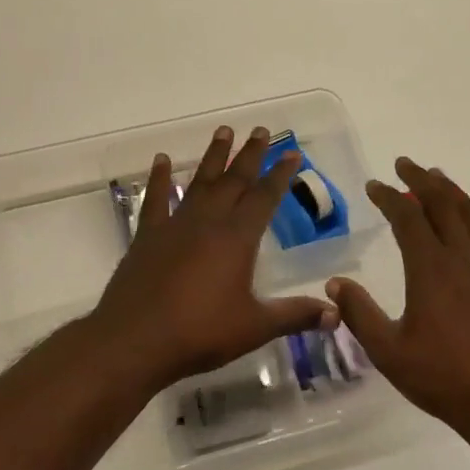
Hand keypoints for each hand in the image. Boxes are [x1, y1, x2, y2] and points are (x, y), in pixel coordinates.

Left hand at [88, 125, 335, 386]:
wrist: (134, 340)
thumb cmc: (200, 332)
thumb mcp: (255, 327)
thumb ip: (295, 316)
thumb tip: (336, 314)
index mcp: (237, 239)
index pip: (265, 197)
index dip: (280, 174)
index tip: (292, 152)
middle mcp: (208, 222)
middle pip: (234, 180)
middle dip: (251, 154)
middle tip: (261, 130)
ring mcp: (174, 226)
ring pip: (199, 182)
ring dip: (213, 157)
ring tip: (224, 131)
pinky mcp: (147, 237)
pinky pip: (155, 200)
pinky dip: (158, 179)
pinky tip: (160, 160)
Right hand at [327, 157, 469, 439]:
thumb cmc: (443, 378)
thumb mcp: (388, 351)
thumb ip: (359, 314)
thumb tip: (334, 283)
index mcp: (430, 270)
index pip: (407, 219)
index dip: (389, 197)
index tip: (374, 186)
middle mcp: (462, 260)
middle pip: (443, 206)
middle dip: (421, 181)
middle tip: (404, 165)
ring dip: (453, 193)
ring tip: (438, 177)